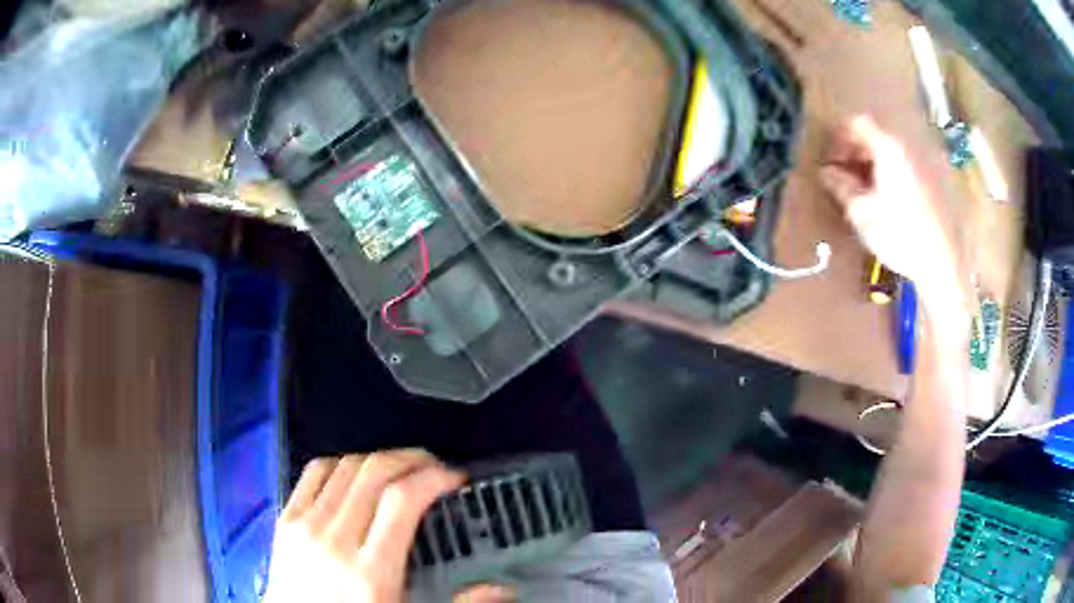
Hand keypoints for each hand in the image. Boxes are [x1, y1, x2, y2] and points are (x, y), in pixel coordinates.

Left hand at [264, 451, 464, 602]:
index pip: (402, 500)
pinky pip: (313, 472)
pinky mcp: (286, 519)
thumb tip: (500, 590)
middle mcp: (334, 541)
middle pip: (375, 473)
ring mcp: (305, 526)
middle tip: (432, 466)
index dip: (433, 477)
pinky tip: (355, 473)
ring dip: (378, 458)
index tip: (453, 477)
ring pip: (346, 466)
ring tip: (399, 469)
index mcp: (370, 572)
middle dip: (411, 458)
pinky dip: (341, 463)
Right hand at [819, 116, 965, 309]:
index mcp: (888, 147)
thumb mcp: (862, 213)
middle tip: (845, 179)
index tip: (831, 163)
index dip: (839, 139)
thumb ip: (841, 186)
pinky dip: (892, 175)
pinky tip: (888, 201)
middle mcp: (907, 146)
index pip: (856, 124)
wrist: (941, 263)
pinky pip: (906, 167)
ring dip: (874, 165)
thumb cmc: (899, 235)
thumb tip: (826, 172)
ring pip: (891, 152)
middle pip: (875, 136)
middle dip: (856, 153)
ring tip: (866, 193)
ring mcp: (924, 163)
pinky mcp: (935, 182)